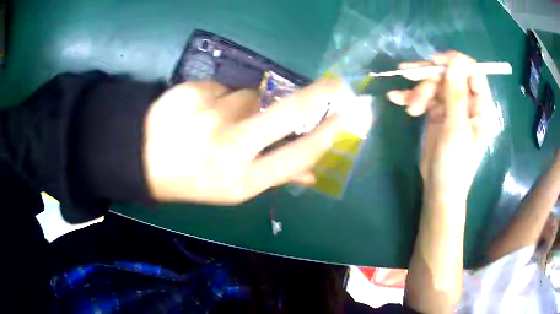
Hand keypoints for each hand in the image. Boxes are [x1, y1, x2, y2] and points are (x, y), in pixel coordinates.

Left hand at [143, 80, 344, 203]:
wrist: (141, 159)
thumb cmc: (191, 179)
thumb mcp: (232, 188)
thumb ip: (274, 174)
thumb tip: (311, 171)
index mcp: (242, 179)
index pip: (298, 154)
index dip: (328, 134)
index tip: (349, 116)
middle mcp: (230, 147)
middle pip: (287, 112)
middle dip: (318, 96)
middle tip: (336, 84)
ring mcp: (211, 115)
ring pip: (250, 95)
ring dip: (245, 103)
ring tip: (219, 120)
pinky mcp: (193, 91)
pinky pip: (222, 88)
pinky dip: (218, 97)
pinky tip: (200, 111)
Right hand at [387, 51, 494, 201]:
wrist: (439, 188)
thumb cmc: (455, 164)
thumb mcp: (457, 128)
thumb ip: (456, 94)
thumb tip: (455, 61)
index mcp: (480, 106)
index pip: (472, 72)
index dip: (454, 62)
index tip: (434, 63)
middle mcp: (467, 102)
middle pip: (448, 76)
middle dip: (428, 78)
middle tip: (409, 77)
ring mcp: (451, 106)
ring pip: (434, 85)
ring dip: (417, 90)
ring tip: (407, 105)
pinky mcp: (437, 112)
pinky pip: (424, 97)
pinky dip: (410, 96)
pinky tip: (395, 98)